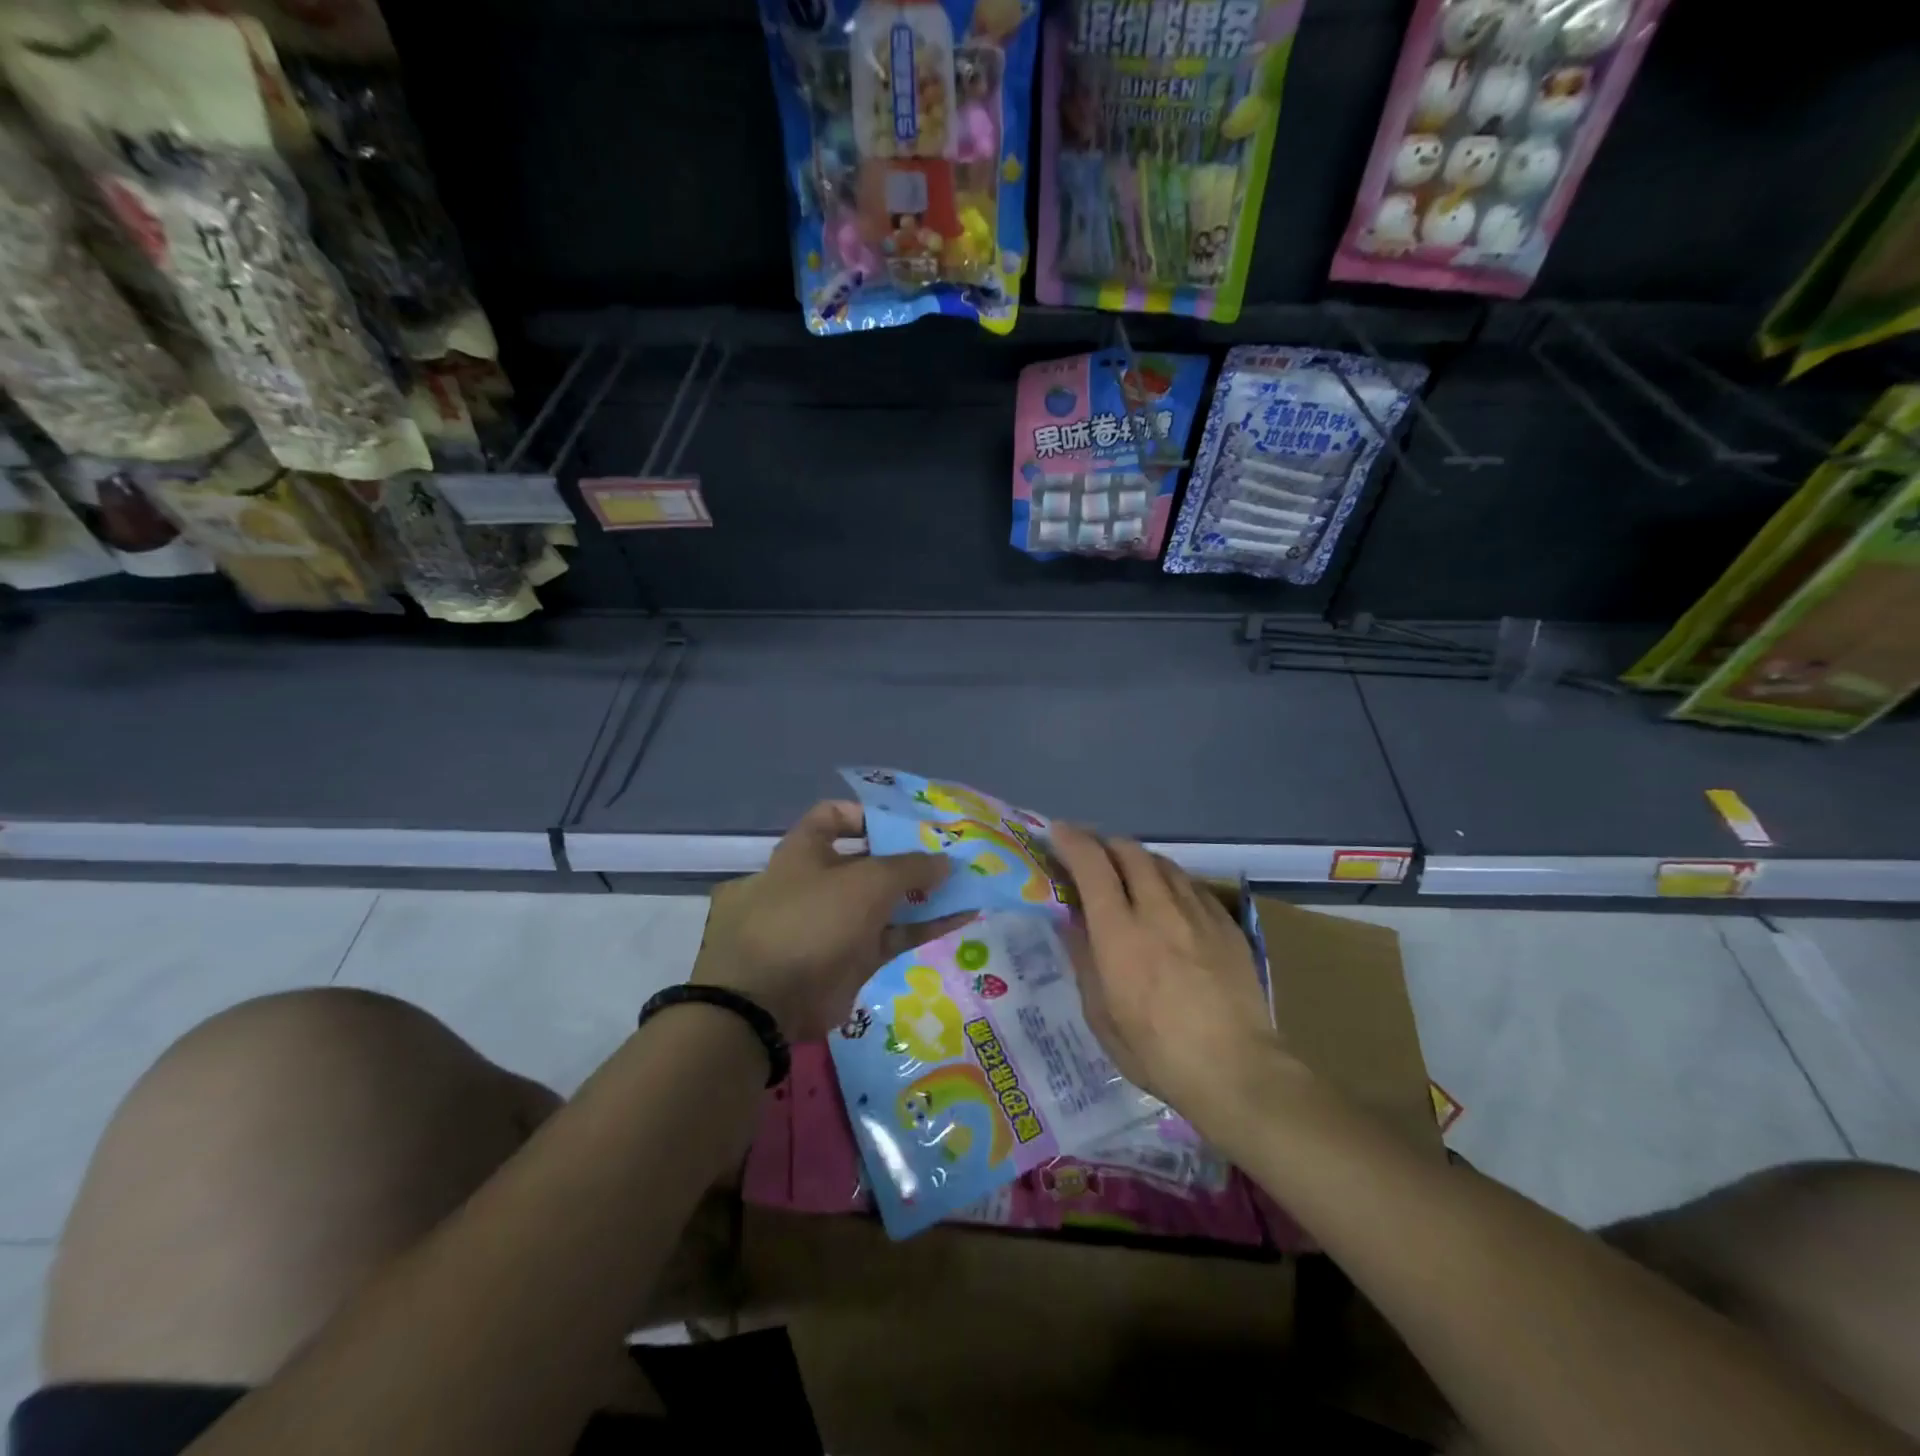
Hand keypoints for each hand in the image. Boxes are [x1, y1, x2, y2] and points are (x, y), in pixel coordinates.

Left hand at [691, 800, 971, 1042]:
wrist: (771, 1001)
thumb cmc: (813, 919)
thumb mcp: (867, 882)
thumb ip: (910, 867)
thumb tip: (944, 861)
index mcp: (805, 851)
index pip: (834, 816)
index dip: (869, 814)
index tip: (908, 821)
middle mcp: (819, 882)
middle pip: (869, 860)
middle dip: (909, 856)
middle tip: (953, 852)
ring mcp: (837, 923)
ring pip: (886, 901)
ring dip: (925, 892)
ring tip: (968, 882)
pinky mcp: (853, 958)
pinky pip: (895, 934)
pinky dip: (926, 925)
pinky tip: (963, 915)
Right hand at [1051, 824, 1287, 1114]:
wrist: (1238, 1070)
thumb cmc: (1156, 1052)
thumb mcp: (1101, 1015)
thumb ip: (1084, 960)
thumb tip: (1073, 923)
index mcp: (1119, 932)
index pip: (1092, 864)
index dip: (1072, 841)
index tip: (1058, 833)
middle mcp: (1158, 909)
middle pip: (1129, 851)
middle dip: (1104, 844)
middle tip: (1091, 855)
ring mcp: (1197, 913)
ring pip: (1162, 863)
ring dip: (1137, 860)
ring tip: (1128, 874)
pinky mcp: (1226, 923)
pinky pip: (1191, 885)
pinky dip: (1169, 881)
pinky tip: (1169, 900)